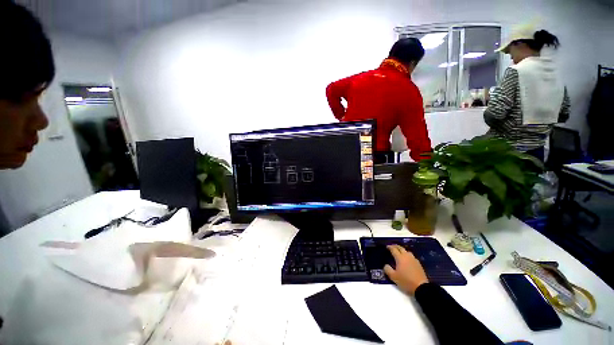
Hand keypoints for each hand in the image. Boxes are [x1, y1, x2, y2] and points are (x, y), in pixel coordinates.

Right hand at [383, 245, 428, 294]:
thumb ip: (387, 269)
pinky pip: (411, 256)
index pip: (393, 249)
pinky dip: (407, 255)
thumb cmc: (406, 281)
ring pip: (407, 251)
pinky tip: (407, 260)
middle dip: (395, 246)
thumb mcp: (393, 277)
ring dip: (402, 250)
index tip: (386, 246)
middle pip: (401, 248)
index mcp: (400, 258)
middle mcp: (407, 256)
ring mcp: (414, 260)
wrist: (421, 288)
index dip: (389, 247)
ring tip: (399, 253)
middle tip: (392, 247)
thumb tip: (386, 265)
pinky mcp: (419, 264)